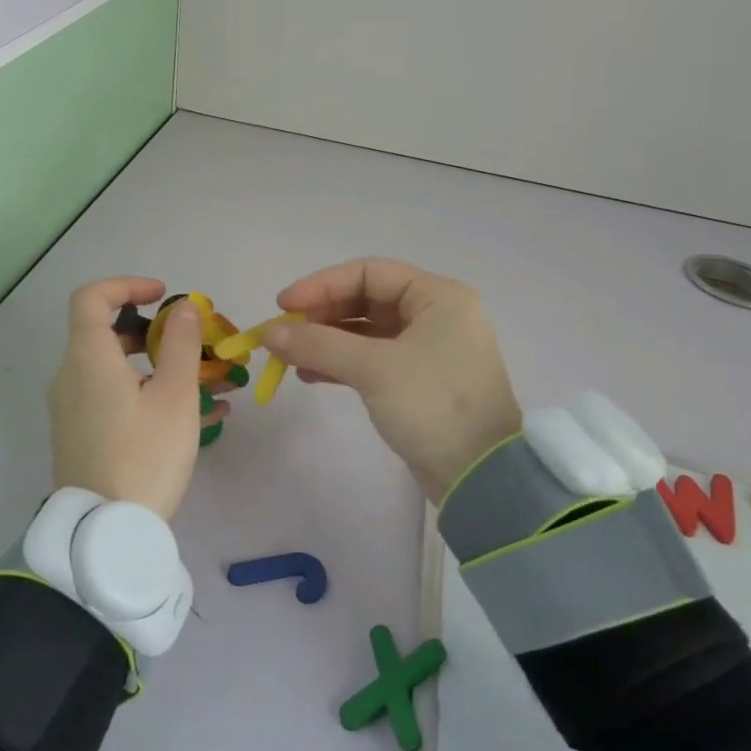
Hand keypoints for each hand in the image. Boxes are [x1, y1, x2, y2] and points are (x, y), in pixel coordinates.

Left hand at [48, 278, 205, 520]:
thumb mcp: (175, 396)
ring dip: (154, 365)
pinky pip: (110, 397)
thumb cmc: (144, 455)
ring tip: (203, 384)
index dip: (128, 285)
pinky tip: (189, 416)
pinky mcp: (77, 434)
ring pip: (112, 368)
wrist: (104, 533)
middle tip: (189, 344)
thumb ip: (180, 343)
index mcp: (88, 358)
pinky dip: (143, 391)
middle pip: (104, 332)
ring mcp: (70, 408)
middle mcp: (71, 376)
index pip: (92, 297)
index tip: (164, 296)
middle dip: (150, 330)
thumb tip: (183, 307)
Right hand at [263, 258, 521, 500]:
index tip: (283, 306)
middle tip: (282, 334)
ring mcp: (429, 349)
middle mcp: (436, 314)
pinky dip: (341, 363)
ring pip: (366, 331)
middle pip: (366, 299)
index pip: (369, 273)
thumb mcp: (373, 368)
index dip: (321, 285)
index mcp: (438, 296)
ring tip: (289, 356)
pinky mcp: (419, 380)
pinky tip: (309, 375)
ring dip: (326, 340)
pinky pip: (372, 359)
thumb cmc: (432, 405)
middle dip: (321, 315)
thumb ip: (318, 344)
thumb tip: (268, 333)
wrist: (481, 477)